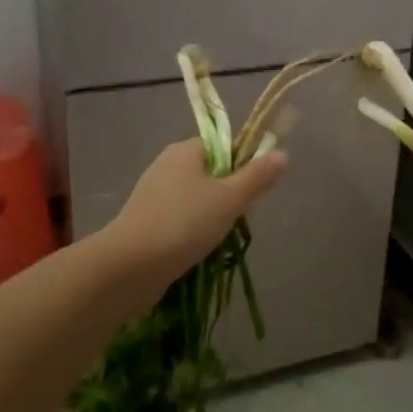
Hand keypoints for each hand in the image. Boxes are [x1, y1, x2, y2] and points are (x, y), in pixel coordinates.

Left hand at [100, 139, 287, 286]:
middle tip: (237, 218)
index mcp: (185, 150)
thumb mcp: (230, 198)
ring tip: (219, 239)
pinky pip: (180, 220)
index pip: (223, 145)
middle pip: (211, 172)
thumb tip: (281, 153)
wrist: (130, 266)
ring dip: (212, 218)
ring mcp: (153, 194)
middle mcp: (167, 165)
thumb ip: (257, 176)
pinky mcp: (146, 221)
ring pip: (197, 199)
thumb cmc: (184, 223)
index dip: (243, 163)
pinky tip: (198, 251)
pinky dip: (193, 232)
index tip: (252, 190)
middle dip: (229, 196)